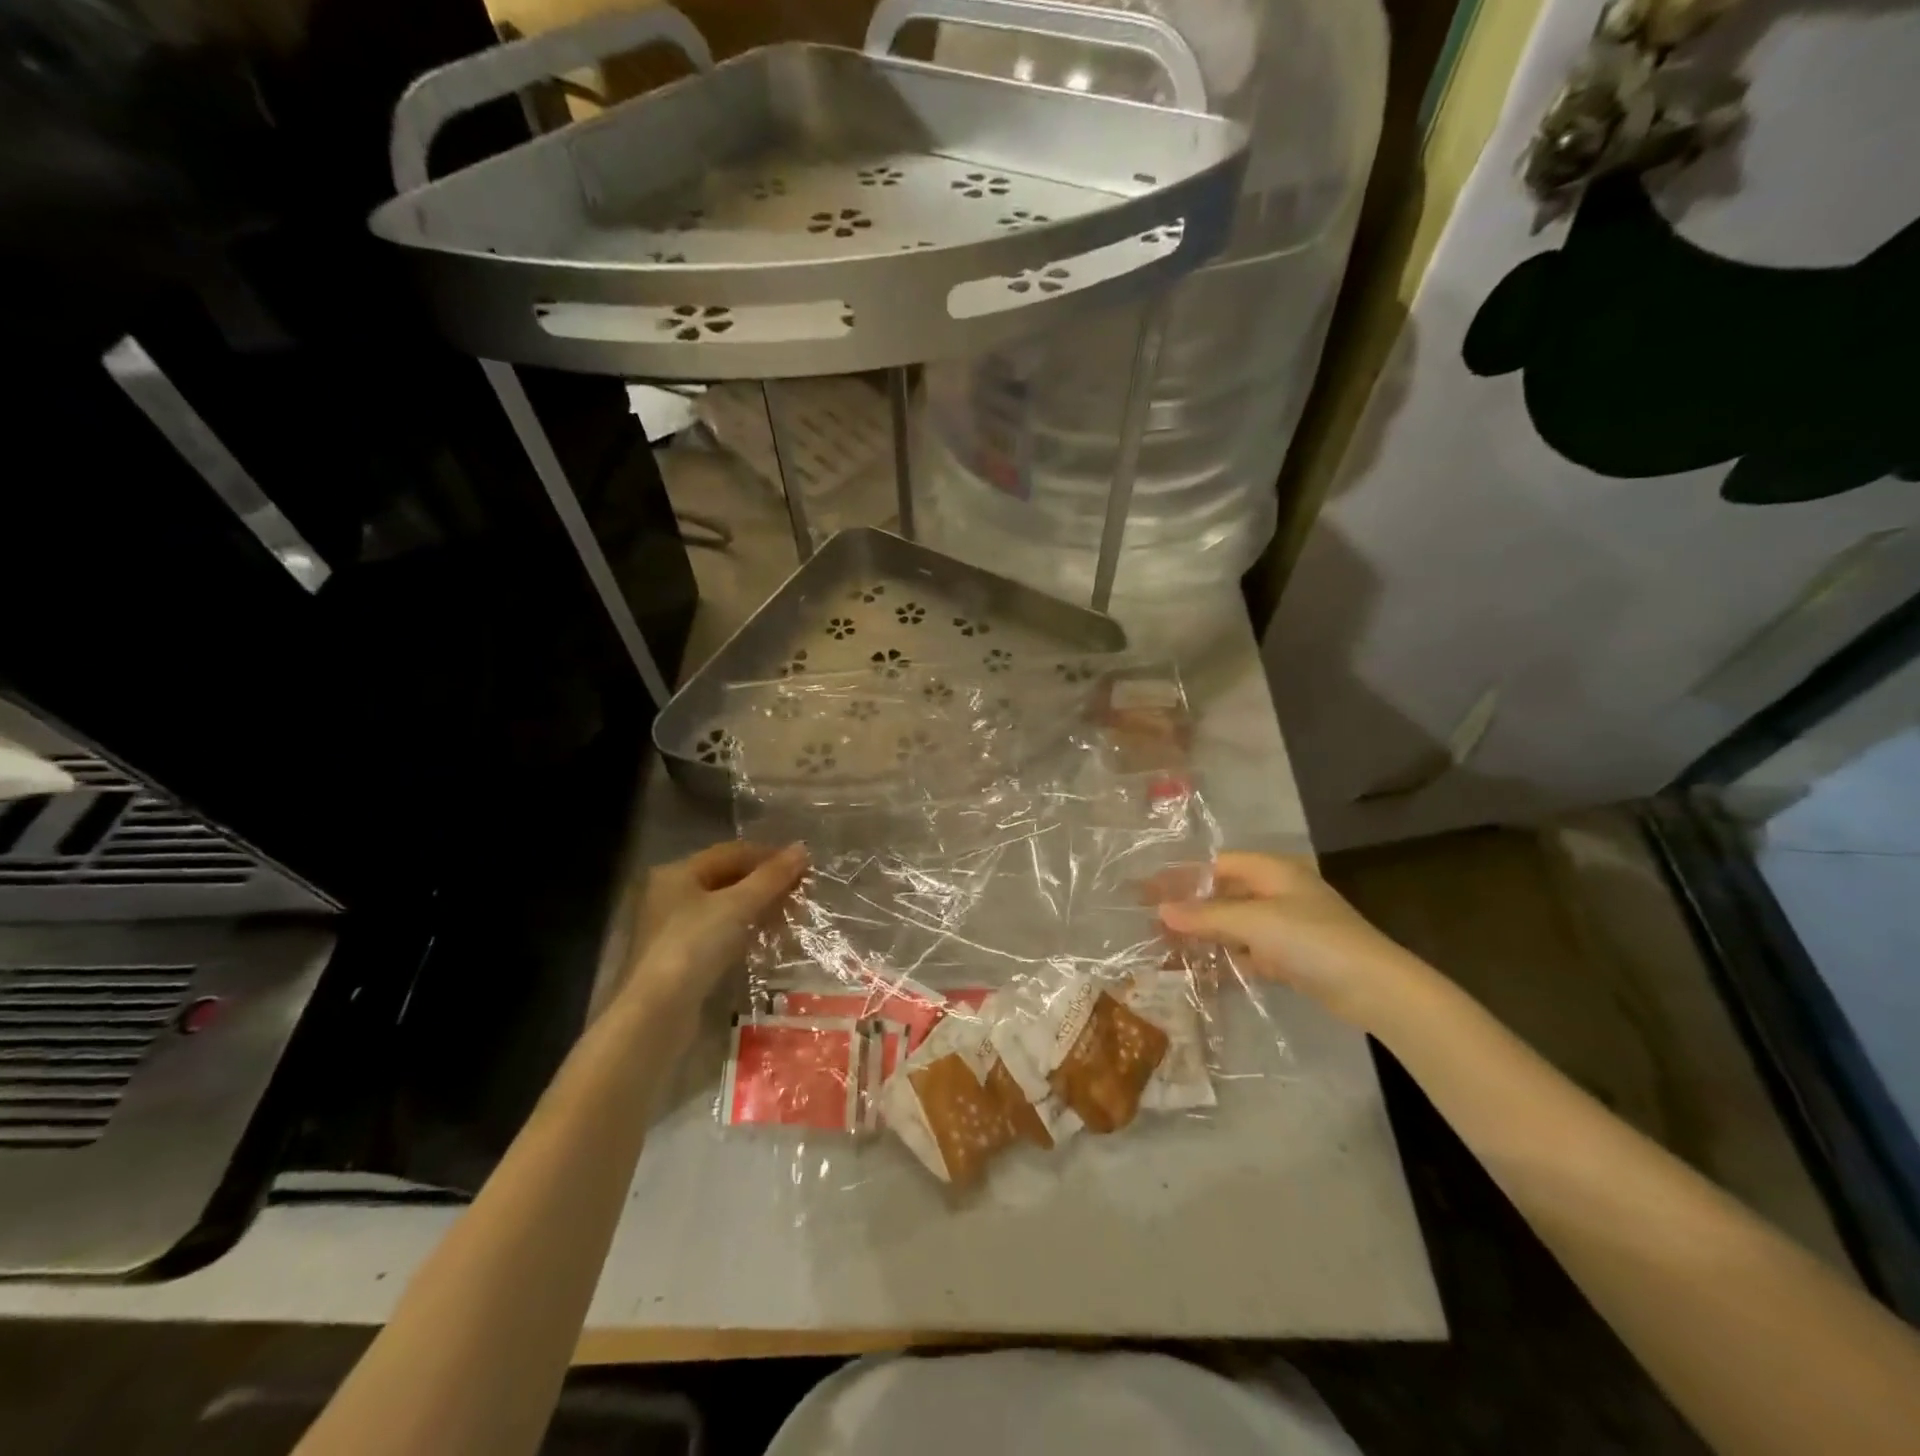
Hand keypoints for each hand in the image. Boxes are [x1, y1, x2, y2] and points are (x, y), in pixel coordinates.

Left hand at [620, 841, 807, 1024]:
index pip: (733, 852)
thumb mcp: (738, 905)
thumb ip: (772, 877)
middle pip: (729, 879)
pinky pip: (721, 933)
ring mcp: (675, 928)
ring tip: (792, 918)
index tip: (804, 867)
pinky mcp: (682, 957)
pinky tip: (769, 939)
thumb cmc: (695, 945)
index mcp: (679, 872)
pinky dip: (746, 931)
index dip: (770, 856)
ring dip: (760, 908)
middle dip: (767, 884)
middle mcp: (672, 894)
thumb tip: (802, 849)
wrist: (658, 1012)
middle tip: (801, 895)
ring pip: (726, 907)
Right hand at [1158, 852, 1428, 1029]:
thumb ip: (1206, 915)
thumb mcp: (1253, 922)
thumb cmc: (1311, 940)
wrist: (1374, 988)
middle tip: (1153, 923)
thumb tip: (1161, 910)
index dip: (1183, 877)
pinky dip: (1226, 958)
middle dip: (1190, 908)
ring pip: (1234, 925)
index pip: (1217, 865)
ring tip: (1167, 948)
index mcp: (1272, 871)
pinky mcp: (1292, 957)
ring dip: (1205, 935)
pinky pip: (1248, 951)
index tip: (1149, 892)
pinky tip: (1202, 970)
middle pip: (1224, 895)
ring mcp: (1286, 926)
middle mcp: (1278, 892)